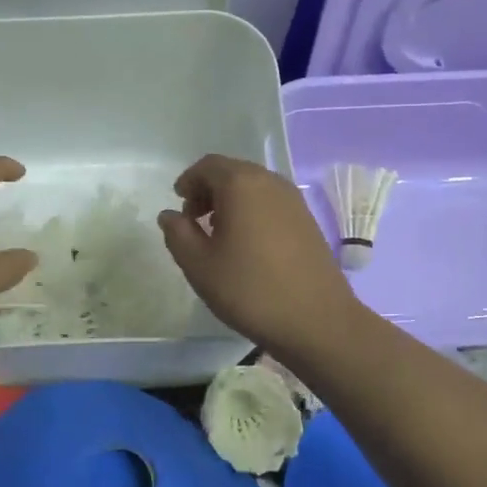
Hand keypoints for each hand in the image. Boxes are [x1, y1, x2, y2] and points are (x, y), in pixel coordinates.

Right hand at [157, 154, 363, 356]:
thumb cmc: (250, 290)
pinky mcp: (307, 220)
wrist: (316, 320)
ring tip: (218, 234)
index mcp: (241, 184)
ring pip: (253, 187)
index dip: (188, 181)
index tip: (179, 206)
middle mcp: (270, 182)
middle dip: (209, 190)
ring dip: (231, 201)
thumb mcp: (199, 265)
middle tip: (194, 220)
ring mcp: (294, 200)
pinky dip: (252, 211)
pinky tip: (247, 244)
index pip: (208, 166)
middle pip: (232, 172)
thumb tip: (170, 215)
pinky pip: (271, 202)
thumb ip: (178, 234)